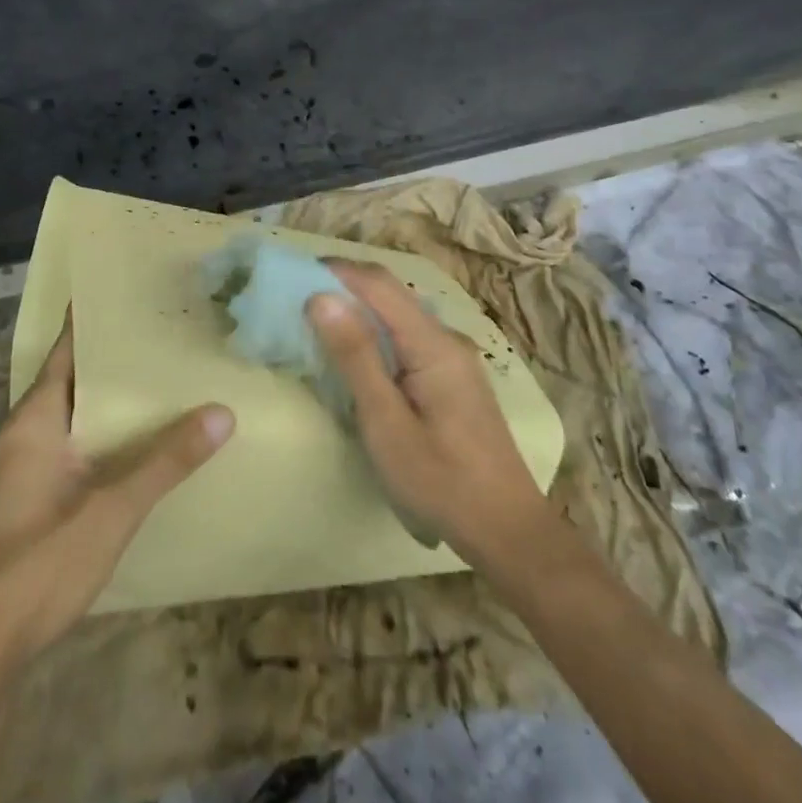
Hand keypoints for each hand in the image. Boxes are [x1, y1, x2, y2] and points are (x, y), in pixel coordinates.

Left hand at [0, 319, 234, 670]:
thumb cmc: (36, 565)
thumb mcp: (110, 510)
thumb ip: (165, 462)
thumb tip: (222, 412)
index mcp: (35, 420)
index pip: (66, 351)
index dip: (94, 321)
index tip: (131, 293)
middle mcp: (24, 436)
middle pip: (73, 382)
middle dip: (115, 362)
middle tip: (167, 337)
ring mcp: (23, 473)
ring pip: (74, 420)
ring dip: (111, 404)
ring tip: (163, 384)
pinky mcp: (28, 505)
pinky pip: (73, 452)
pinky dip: (104, 439)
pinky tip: (136, 450)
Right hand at [307, 261, 552, 563]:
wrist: (508, 530)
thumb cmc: (441, 481)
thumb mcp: (386, 423)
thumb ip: (355, 357)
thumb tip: (321, 298)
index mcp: (433, 343)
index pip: (379, 284)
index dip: (336, 271)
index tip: (293, 275)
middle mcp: (447, 338)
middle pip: (391, 293)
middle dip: (344, 286)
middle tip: (298, 299)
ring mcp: (454, 357)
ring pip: (399, 315)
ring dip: (359, 310)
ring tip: (319, 323)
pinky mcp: (453, 376)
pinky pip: (409, 337)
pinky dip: (376, 334)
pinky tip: (358, 356)